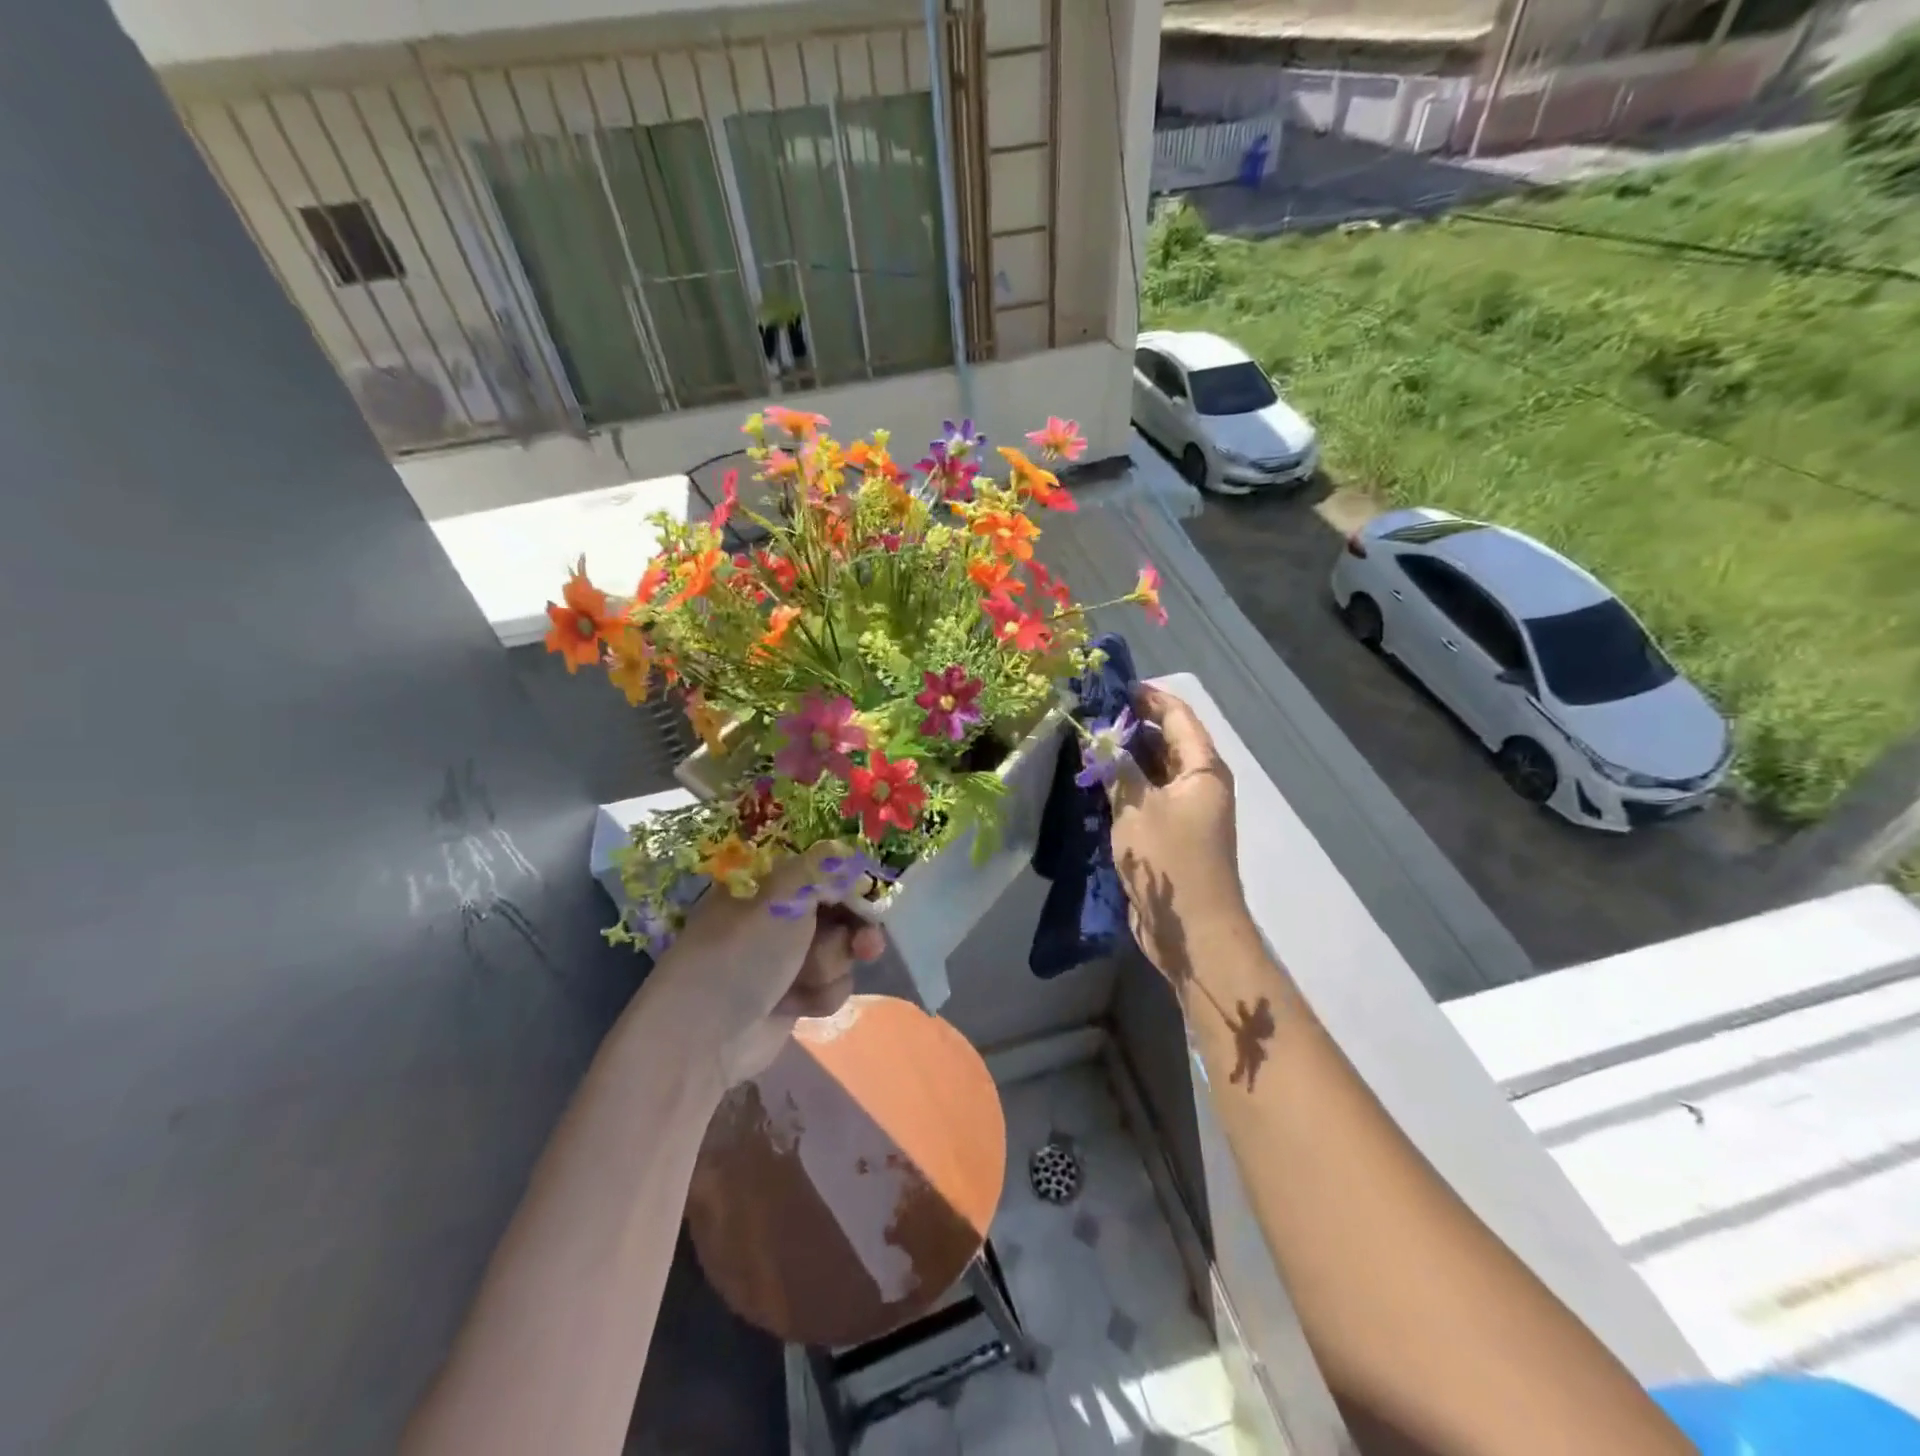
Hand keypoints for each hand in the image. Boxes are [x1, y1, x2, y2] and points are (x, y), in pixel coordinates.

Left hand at [643, 844, 887, 1093]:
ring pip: (841, 952)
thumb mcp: (782, 897)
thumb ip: (823, 869)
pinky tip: (796, 1006)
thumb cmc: (741, 954)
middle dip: (855, 930)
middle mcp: (779, 916)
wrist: (704, 1037)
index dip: (853, 883)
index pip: (824, 871)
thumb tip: (850, 852)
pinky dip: (820, 996)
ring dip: (830, 967)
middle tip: (866, 945)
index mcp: (769, 884)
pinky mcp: (795, 996)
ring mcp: (787, 958)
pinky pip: (832, 986)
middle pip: (842, 912)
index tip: (873, 897)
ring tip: (805, 982)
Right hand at [1109, 685, 1249, 981]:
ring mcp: (1184, 811)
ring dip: (1124, 757)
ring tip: (1086, 743)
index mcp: (1202, 769)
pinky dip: (1123, 786)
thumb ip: (1117, 768)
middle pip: (1166, 741)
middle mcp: (1198, 784)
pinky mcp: (1168, 834)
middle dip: (1130, 725)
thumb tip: (1099, 738)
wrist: (1191, 930)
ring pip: (1153, 770)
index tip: (1112, 685)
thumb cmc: (1170, 860)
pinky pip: (1145, 798)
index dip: (1148, 697)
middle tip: (1089, 715)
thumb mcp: (1137, 807)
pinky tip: (1094, 782)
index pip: (1178, 716)